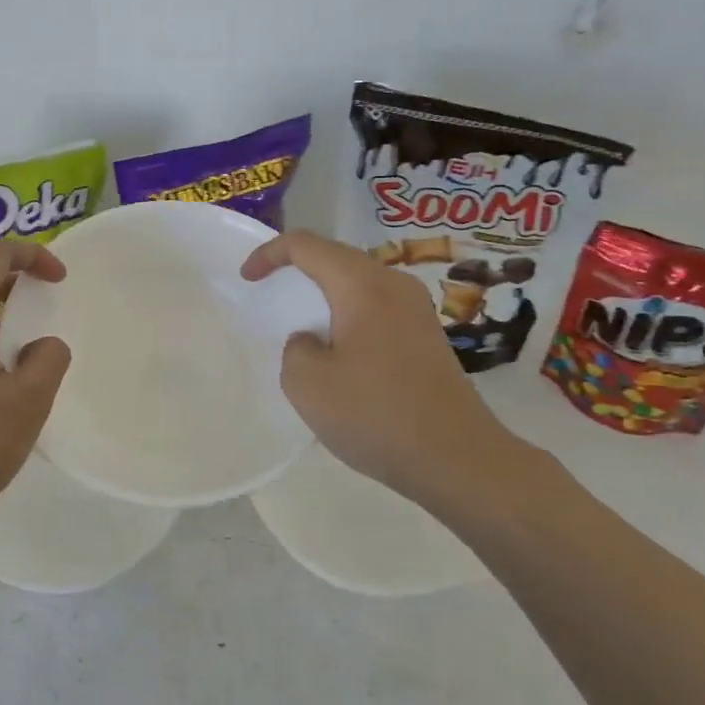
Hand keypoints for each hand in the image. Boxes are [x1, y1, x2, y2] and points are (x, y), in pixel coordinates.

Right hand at [241, 231, 530, 511]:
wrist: (457, 458)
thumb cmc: (375, 414)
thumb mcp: (307, 383)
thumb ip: (296, 348)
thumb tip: (314, 341)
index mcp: (363, 285)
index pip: (307, 246)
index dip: (270, 253)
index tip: (247, 278)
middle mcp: (395, 285)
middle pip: (337, 257)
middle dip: (298, 268)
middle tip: (271, 290)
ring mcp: (418, 311)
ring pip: (360, 283)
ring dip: (326, 294)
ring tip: (302, 321)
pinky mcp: (428, 337)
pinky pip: (377, 308)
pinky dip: (349, 315)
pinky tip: (340, 350)